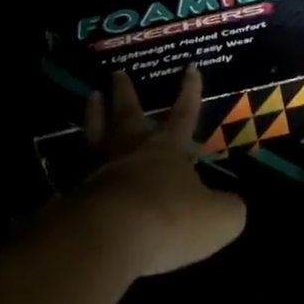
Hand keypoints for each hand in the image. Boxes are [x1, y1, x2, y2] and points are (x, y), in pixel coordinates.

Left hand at [66, 65, 246, 277]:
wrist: (109, 236)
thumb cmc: (170, 219)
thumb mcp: (218, 218)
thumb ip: (228, 209)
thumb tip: (231, 206)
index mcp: (168, 148)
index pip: (183, 113)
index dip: (190, 92)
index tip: (190, 67)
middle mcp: (132, 150)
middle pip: (128, 113)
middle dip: (126, 92)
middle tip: (117, 73)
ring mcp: (99, 169)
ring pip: (96, 131)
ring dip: (94, 113)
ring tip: (92, 96)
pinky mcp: (75, 192)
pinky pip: (75, 168)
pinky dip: (73, 159)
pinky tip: (71, 160)